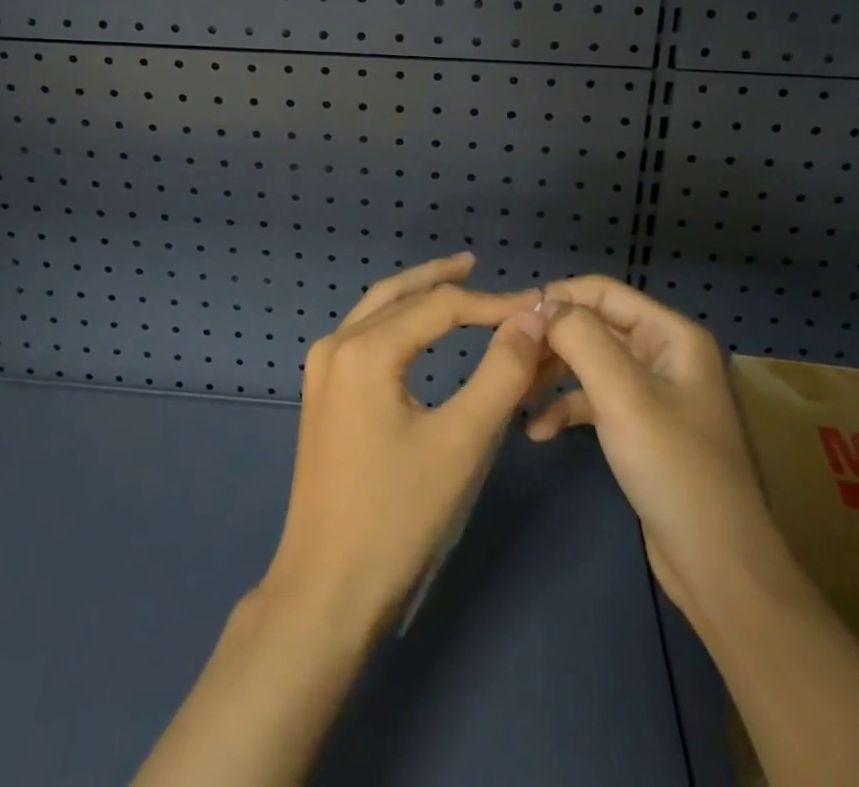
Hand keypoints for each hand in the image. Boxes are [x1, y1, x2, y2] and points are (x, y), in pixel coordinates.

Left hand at [260, 254, 548, 640]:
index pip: (440, 306)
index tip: (537, 308)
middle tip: (479, 265)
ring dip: (416, 295)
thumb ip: (503, 372)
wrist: (325, 592)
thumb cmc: (398, 517)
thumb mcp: (463, 442)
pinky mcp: (321, 395)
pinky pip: (364, 336)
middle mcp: (335, 346)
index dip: (493, 304)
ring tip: (454, 284)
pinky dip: (397, 321)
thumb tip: (532, 319)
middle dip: (442, 279)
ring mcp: (321, 370)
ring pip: (375, 310)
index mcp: (365, 350)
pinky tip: (418, 330)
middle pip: (398, 294)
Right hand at [526, 276, 765, 621]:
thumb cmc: (673, 468)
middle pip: (594, 327)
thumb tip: (542, 306)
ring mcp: (653, 393)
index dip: (558, 298)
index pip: (603, 292)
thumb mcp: (622, 395)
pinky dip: (566, 409)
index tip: (513, 319)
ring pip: (590, 364)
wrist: (719, 569)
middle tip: (509, 360)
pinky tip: (537, 431)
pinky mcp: (641, 428)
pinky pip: (595, 401)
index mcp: (671, 335)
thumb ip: (580, 338)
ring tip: (514, 393)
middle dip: (551, 341)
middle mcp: (663, 354)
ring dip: (552, 376)